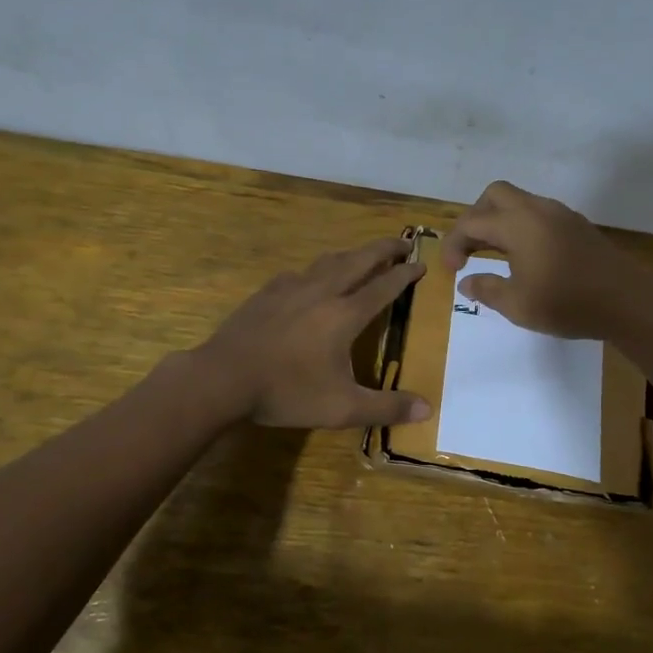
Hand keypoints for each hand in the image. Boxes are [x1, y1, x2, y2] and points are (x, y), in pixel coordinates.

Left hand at [196, 238, 432, 428]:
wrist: (224, 377)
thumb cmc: (287, 392)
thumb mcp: (342, 408)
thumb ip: (385, 407)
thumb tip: (428, 409)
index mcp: (344, 315)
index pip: (384, 287)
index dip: (405, 274)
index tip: (421, 264)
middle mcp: (321, 292)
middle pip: (359, 260)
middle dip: (384, 249)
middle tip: (403, 242)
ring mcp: (290, 289)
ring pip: (328, 261)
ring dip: (352, 254)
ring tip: (363, 255)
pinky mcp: (266, 294)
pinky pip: (299, 273)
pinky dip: (317, 269)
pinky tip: (311, 278)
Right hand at [441, 180, 652, 339]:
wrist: (628, 301)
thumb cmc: (567, 303)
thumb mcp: (517, 305)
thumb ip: (487, 289)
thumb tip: (466, 282)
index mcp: (517, 224)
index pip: (472, 222)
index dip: (453, 244)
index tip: (452, 271)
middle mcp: (537, 210)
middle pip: (494, 195)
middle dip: (475, 218)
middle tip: (470, 250)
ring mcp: (560, 214)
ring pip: (519, 201)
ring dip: (499, 221)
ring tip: (493, 254)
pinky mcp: (577, 225)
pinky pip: (538, 213)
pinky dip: (521, 226)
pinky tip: (524, 256)